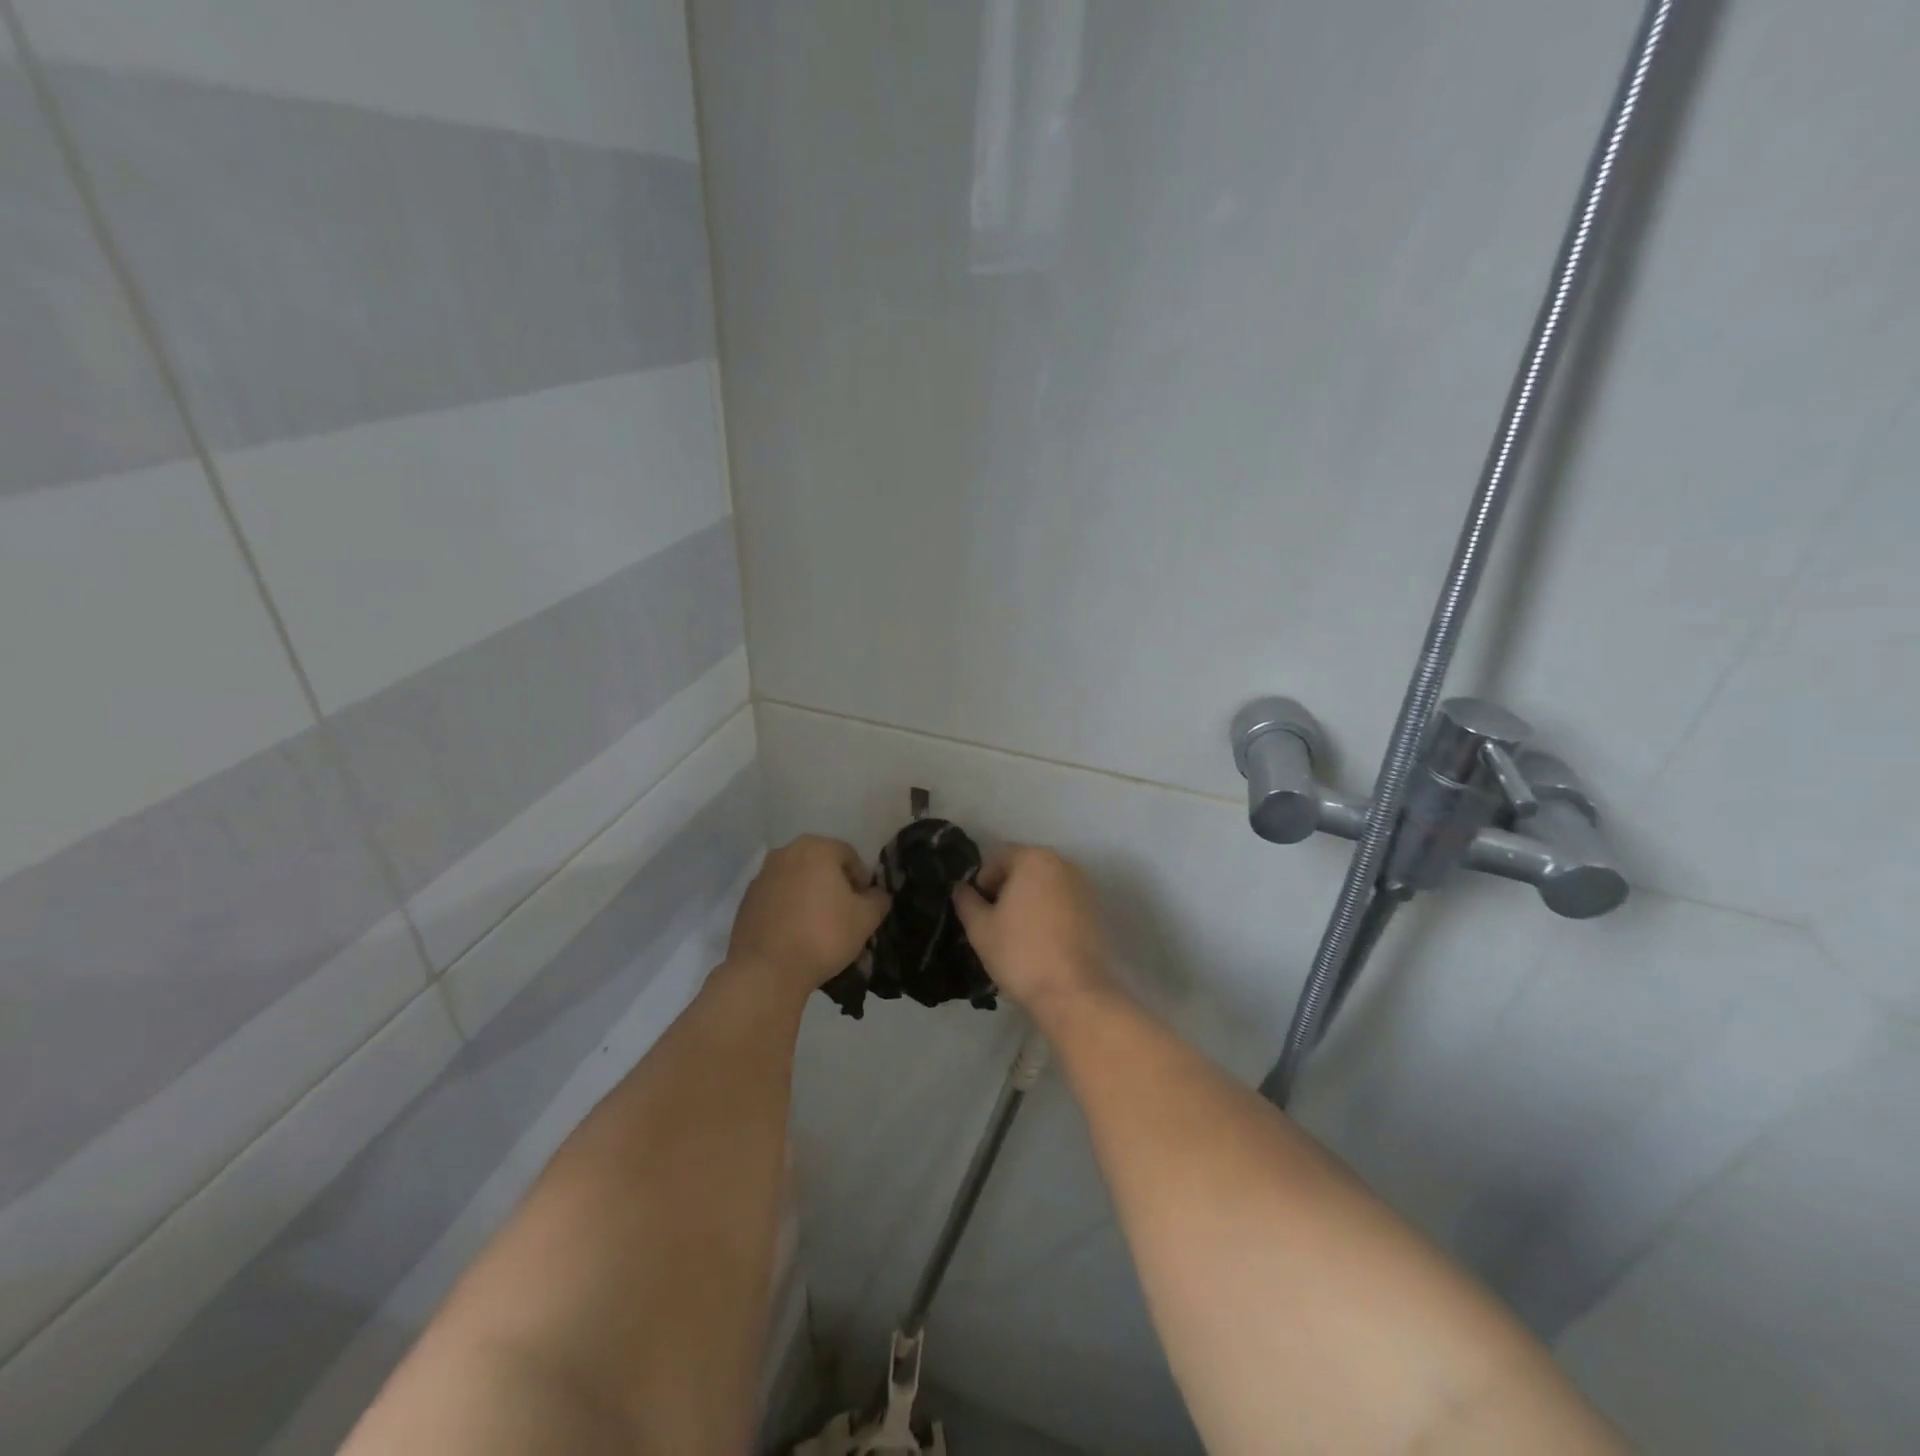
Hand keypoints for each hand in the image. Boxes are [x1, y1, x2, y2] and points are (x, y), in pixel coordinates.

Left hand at [729, 836, 889, 993]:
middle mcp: (785, 853)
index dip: (862, 880)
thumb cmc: (823, 935)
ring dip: (810, 896)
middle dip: (834, 886)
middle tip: (844, 915)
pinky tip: (795, 935)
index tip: (864, 906)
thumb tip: (876, 895)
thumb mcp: (866, 919)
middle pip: (820, 865)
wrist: (767, 970)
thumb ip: (878, 900)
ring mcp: (761, 876)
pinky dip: (788, 909)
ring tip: (818, 928)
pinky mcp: (746, 901)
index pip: (849, 856)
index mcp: (816, 848)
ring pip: (796, 881)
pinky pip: (777, 899)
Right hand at [952, 846, 1113, 1015]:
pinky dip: (1048, 913)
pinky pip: (1062, 902)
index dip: (982, 882)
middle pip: (1023, 868)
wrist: (1073, 992)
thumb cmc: (1020, 953)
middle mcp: (1062, 864)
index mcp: (1033, 859)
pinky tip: (1040, 941)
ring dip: (1027, 901)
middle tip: (994, 922)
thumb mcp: (980, 928)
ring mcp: (1083, 887)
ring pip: (1044, 886)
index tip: (978, 910)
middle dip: (1005, 889)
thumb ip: (966, 901)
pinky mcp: (1095, 910)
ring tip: (1016, 933)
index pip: (998, 857)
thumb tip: (961, 888)